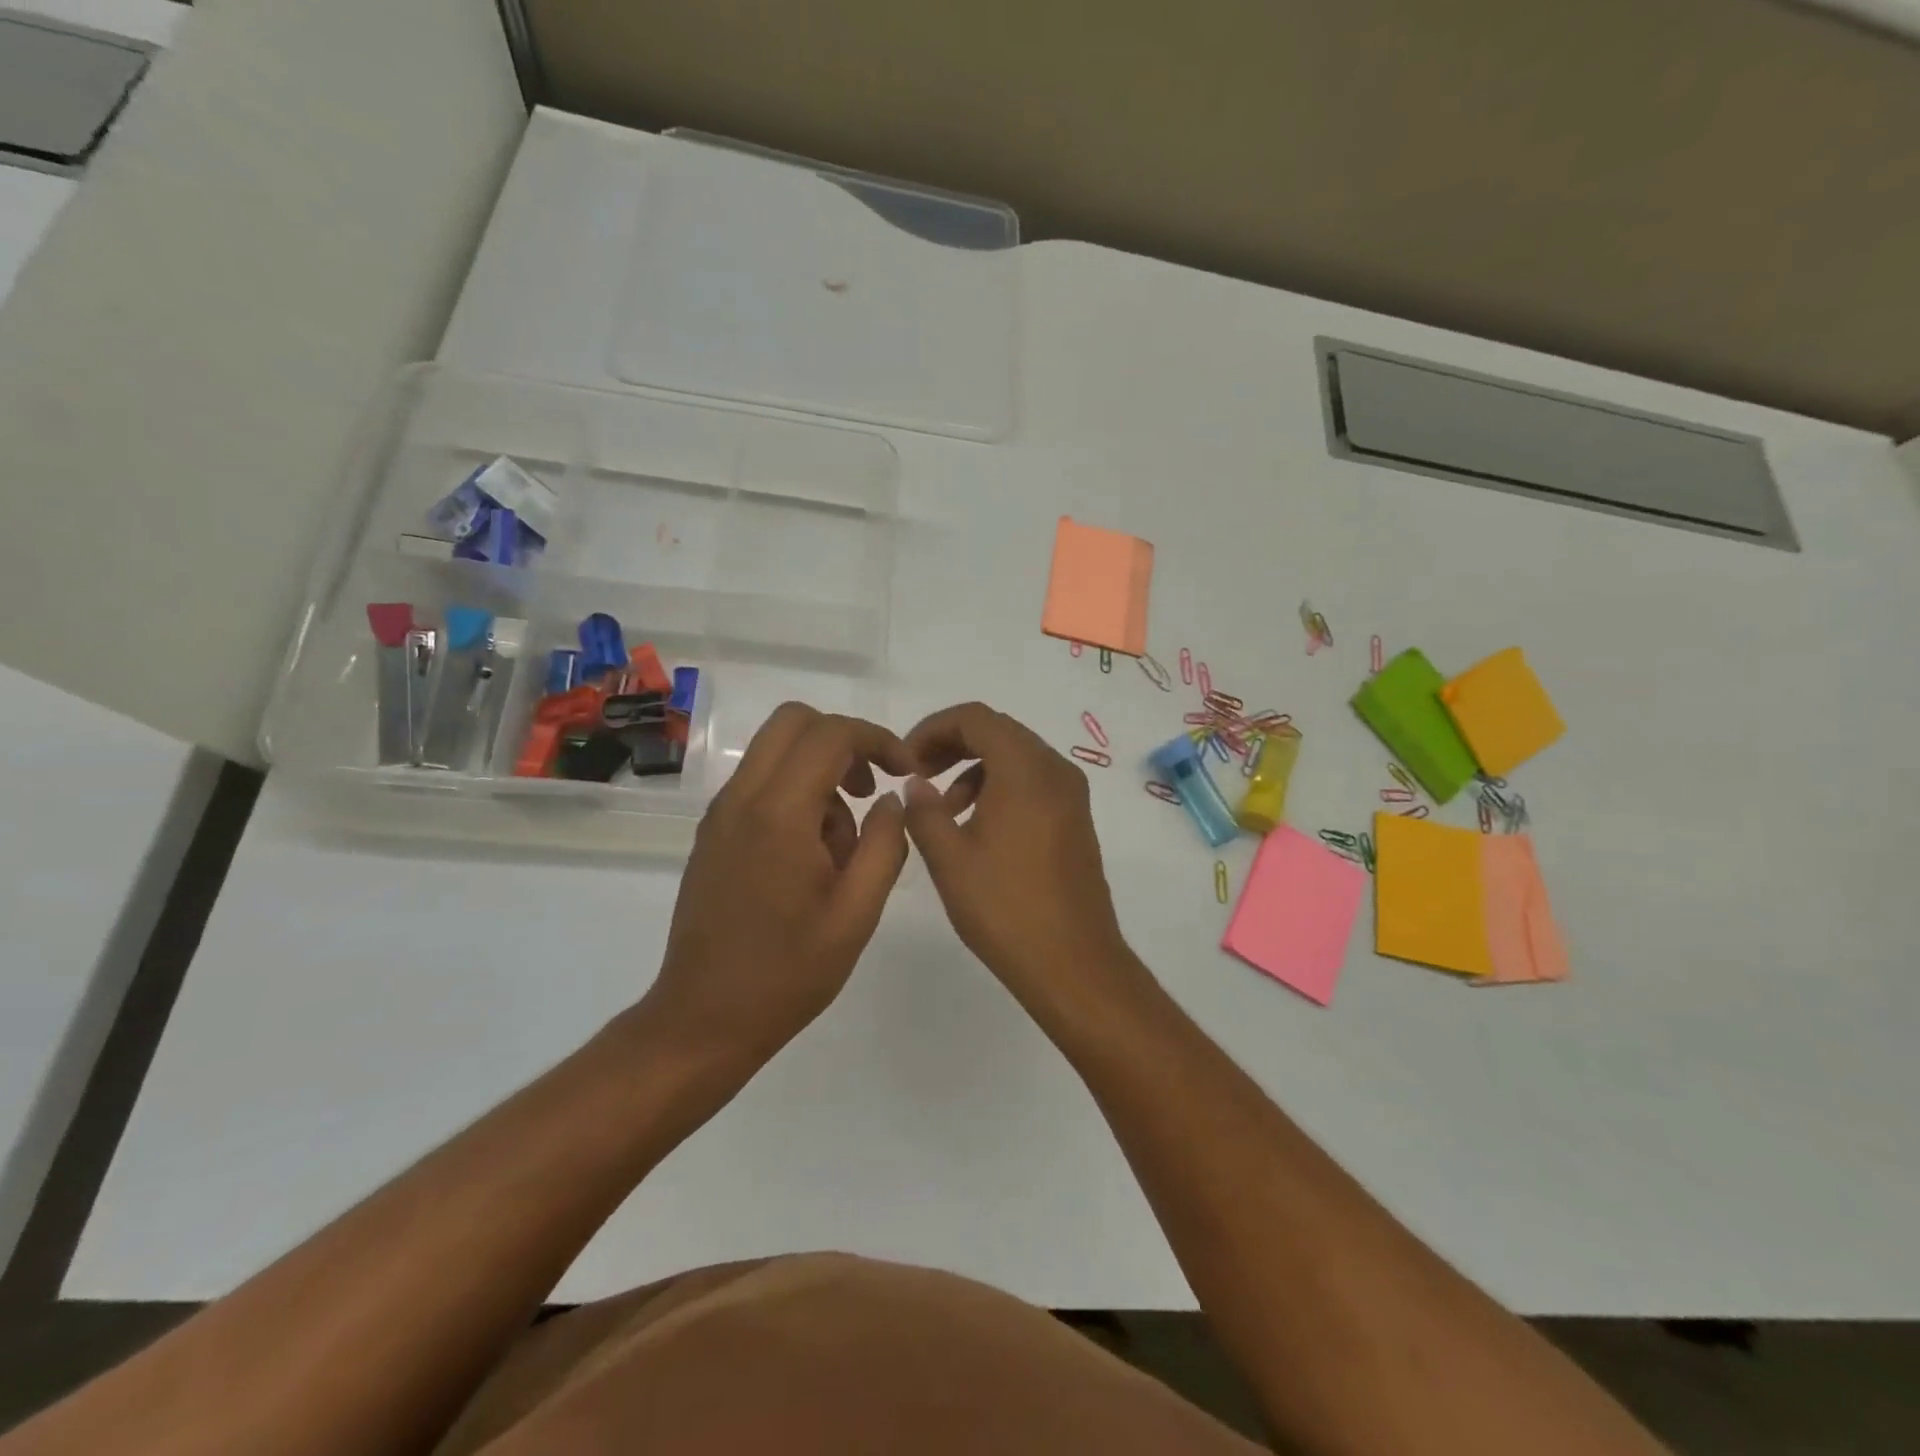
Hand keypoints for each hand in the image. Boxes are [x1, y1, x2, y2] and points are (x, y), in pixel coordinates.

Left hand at [641, 703, 913, 1070]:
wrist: (704, 1019)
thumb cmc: (788, 972)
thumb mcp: (856, 913)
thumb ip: (884, 845)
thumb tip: (892, 799)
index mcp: (779, 814)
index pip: (830, 734)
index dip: (877, 739)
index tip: (905, 772)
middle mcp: (742, 799)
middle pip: (794, 721)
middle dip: (843, 740)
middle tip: (871, 786)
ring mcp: (721, 814)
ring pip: (776, 751)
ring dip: (819, 771)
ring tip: (843, 844)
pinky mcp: (713, 833)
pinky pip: (760, 784)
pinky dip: (796, 793)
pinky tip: (813, 857)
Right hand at [902, 702, 1145, 1021]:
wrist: (1073, 963)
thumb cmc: (1005, 909)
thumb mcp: (949, 859)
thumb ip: (924, 812)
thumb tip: (916, 785)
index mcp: (1025, 770)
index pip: (975, 718)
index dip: (933, 728)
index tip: (906, 761)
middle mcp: (1055, 770)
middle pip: (998, 731)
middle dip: (952, 745)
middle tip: (918, 775)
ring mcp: (1071, 795)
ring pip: (1016, 757)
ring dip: (974, 768)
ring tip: (943, 809)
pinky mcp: (1076, 819)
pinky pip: (1033, 782)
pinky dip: (999, 787)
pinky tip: (976, 826)